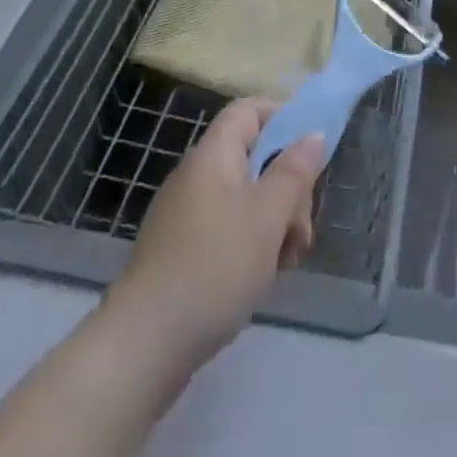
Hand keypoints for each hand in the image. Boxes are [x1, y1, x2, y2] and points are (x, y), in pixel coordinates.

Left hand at [102, 98, 326, 379]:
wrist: (143, 346)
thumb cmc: (214, 268)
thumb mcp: (267, 218)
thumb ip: (294, 172)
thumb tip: (313, 134)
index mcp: (213, 155)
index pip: (249, 110)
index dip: (283, 119)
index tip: (310, 156)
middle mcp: (196, 175)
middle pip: (253, 156)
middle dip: (286, 186)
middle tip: (300, 229)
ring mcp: (184, 214)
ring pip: (244, 197)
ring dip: (273, 221)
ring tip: (286, 262)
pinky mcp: (179, 249)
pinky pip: (225, 227)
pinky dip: (249, 243)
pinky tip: (260, 278)